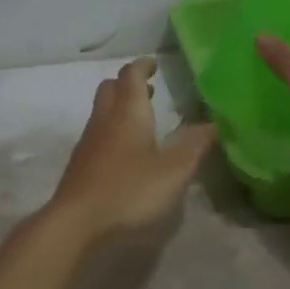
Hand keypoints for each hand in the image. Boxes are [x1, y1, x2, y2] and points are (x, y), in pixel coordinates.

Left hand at [47, 59, 216, 242]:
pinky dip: (112, 133)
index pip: (131, 76)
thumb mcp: (173, 171)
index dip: (142, 66)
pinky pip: (97, 137)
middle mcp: (104, 122)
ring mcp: (88, 145)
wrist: (75, 225)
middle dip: (128, 84)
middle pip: (110, 90)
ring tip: (142, 121)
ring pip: (101, 113)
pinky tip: (126, 155)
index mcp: (127, 114)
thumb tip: (214, 123)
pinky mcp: (80, 168)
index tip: (154, 63)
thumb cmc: (129, 191)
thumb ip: (195, 145)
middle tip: (148, 89)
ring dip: (119, 109)